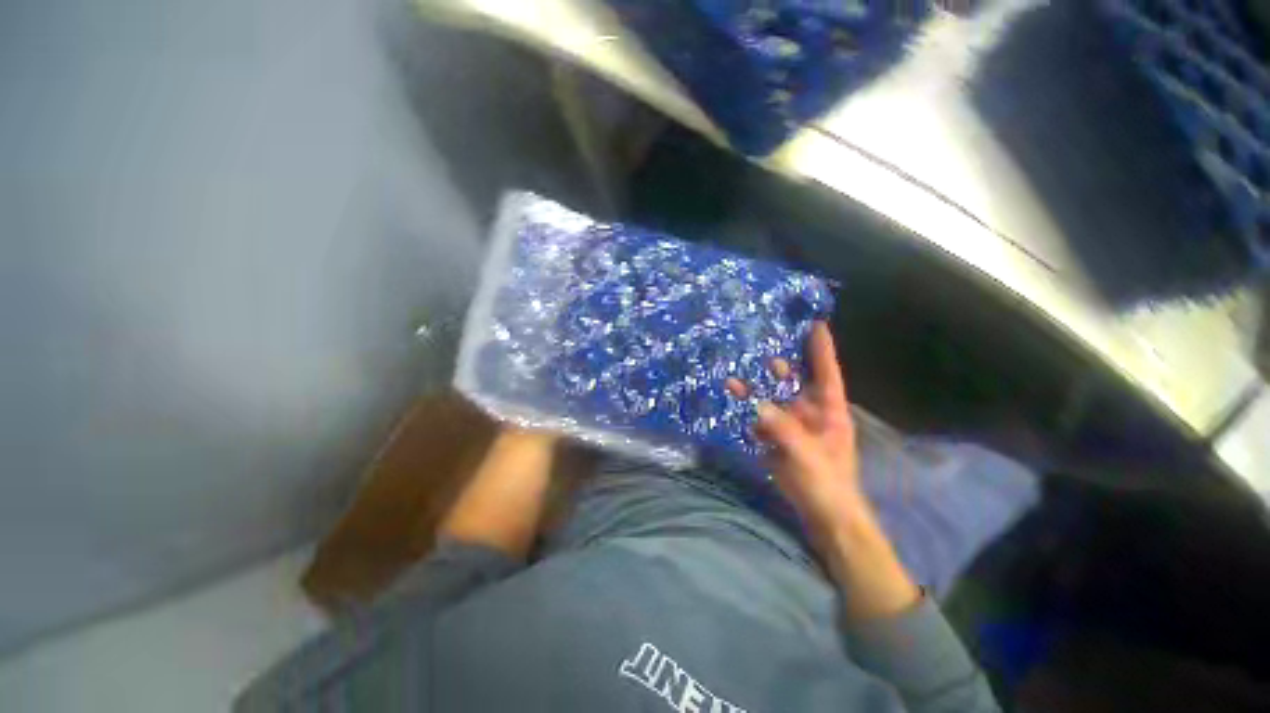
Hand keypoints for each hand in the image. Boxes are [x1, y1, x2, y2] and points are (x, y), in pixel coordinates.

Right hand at [751, 322, 868, 542]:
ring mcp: (793, 427)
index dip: (822, 350)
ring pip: (772, 401)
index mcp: (830, 412)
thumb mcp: (808, 456)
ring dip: (754, 392)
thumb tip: (757, 404)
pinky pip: (761, 421)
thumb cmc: (828, 484)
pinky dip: (749, 413)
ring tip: (733, 382)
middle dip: (778, 369)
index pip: (827, 374)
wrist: (824, 516)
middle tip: (762, 354)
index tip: (816, 324)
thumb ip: (783, 429)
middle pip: (794, 383)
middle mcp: (811, 413)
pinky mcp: (779, 440)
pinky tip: (735, 407)